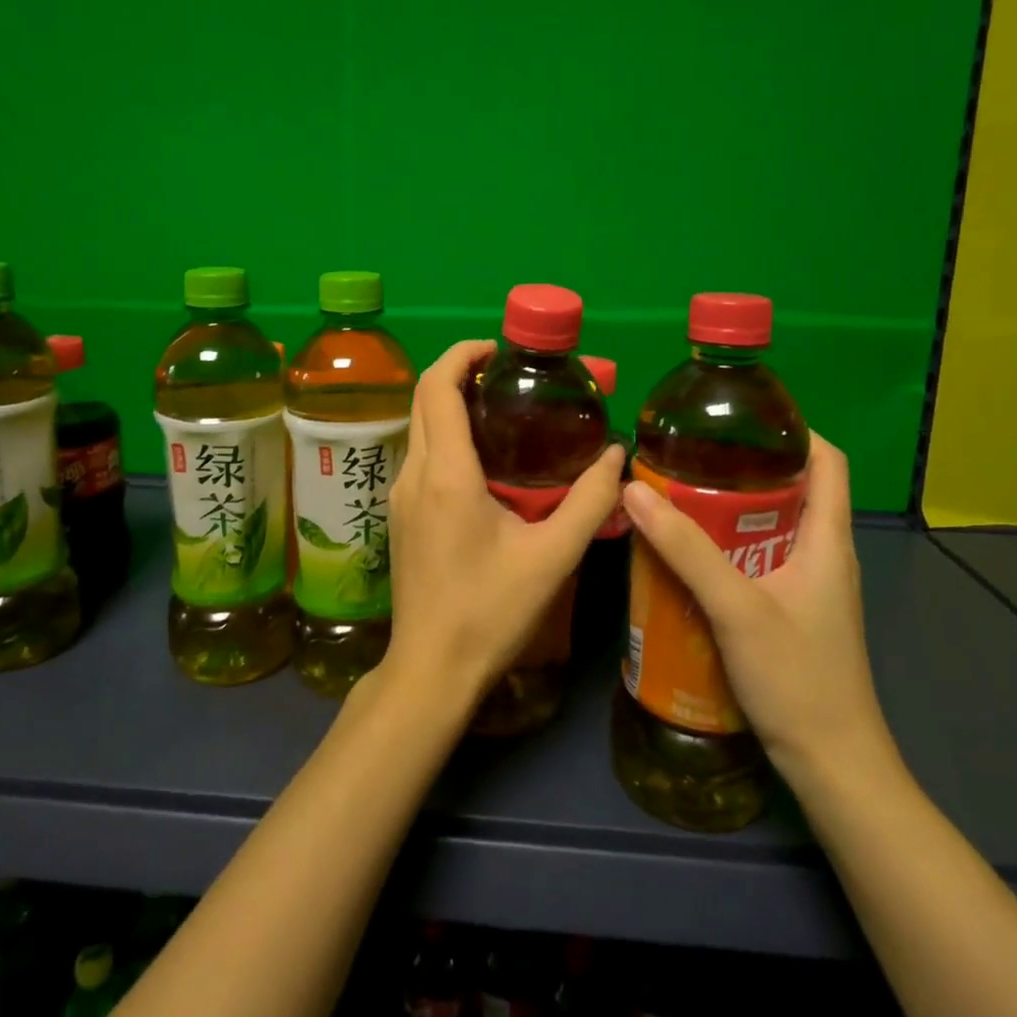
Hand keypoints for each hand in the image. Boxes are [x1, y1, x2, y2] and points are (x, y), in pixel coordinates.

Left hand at [382, 339, 624, 704]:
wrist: (431, 668)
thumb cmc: (490, 613)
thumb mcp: (552, 557)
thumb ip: (589, 501)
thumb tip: (617, 454)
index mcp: (446, 473)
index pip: (438, 387)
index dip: (463, 353)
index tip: (500, 349)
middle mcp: (413, 473)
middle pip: (424, 398)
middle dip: (459, 371)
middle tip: (509, 374)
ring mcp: (399, 495)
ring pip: (419, 426)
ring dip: (451, 403)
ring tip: (502, 408)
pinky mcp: (399, 514)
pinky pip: (419, 454)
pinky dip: (445, 434)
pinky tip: (483, 458)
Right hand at [620, 434, 896, 791]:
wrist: (832, 765)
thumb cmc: (797, 678)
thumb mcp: (736, 607)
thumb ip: (686, 548)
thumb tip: (633, 488)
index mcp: (828, 539)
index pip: (828, 461)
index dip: (792, 430)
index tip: (735, 419)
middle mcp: (823, 554)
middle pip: (790, 489)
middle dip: (740, 468)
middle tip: (684, 457)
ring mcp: (808, 586)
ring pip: (768, 527)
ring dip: (726, 510)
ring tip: (674, 497)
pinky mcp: (790, 612)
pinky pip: (756, 560)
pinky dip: (724, 547)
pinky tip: (684, 556)